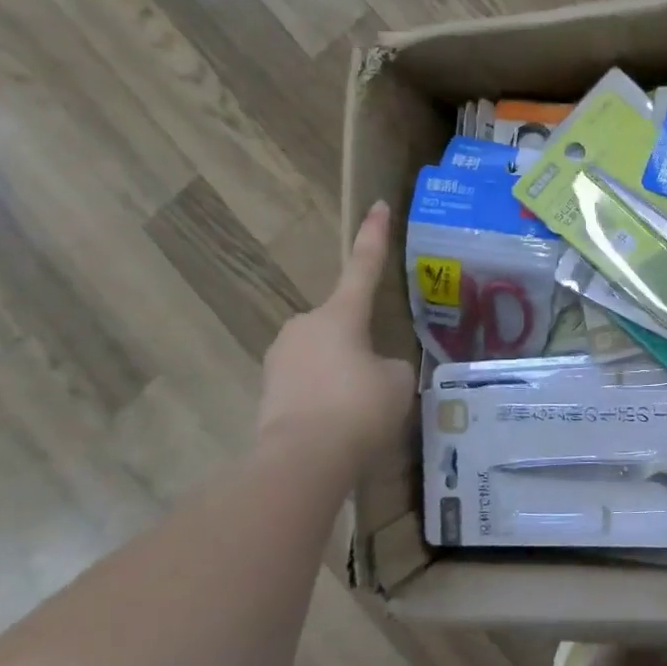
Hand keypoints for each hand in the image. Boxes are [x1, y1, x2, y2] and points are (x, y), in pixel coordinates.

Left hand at [256, 203, 415, 472]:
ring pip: (324, 354)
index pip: (364, 266)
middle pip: (342, 322)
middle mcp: (304, 326)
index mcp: (340, 314)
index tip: (376, 206)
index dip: (374, 237)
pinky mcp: (269, 389)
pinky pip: (308, 381)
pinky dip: (325, 394)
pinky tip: (339, 422)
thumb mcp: (397, 381)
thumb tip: (376, 369)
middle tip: (378, 376)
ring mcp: (281, 357)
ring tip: (361, 408)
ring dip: (342, 371)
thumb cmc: (359, 408)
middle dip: (360, 342)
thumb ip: (391, 365)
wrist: (302, 459)